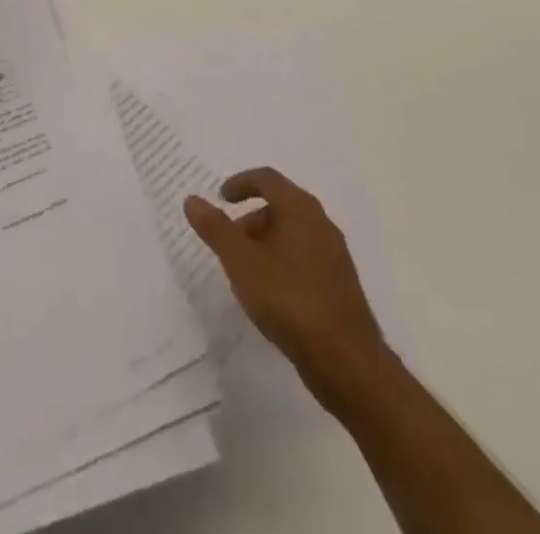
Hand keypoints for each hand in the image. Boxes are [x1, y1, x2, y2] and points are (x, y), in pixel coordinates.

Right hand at [185, 168, 386, 412]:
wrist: (347, 361)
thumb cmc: (289, 299)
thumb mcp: (241, 262)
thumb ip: (216, 229)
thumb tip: (192, 199)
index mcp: (300, 209)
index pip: (267, 179)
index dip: (241, 183)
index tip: (221, 197)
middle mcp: (321, 223)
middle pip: (280, 206)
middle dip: (251, 219)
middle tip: (228, 243)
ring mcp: (334, 255)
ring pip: (292, 235)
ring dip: (265, 244)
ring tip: (245, 273)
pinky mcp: (339, 285)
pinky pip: (304, 259)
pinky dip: (282, 263)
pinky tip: (271, 295)